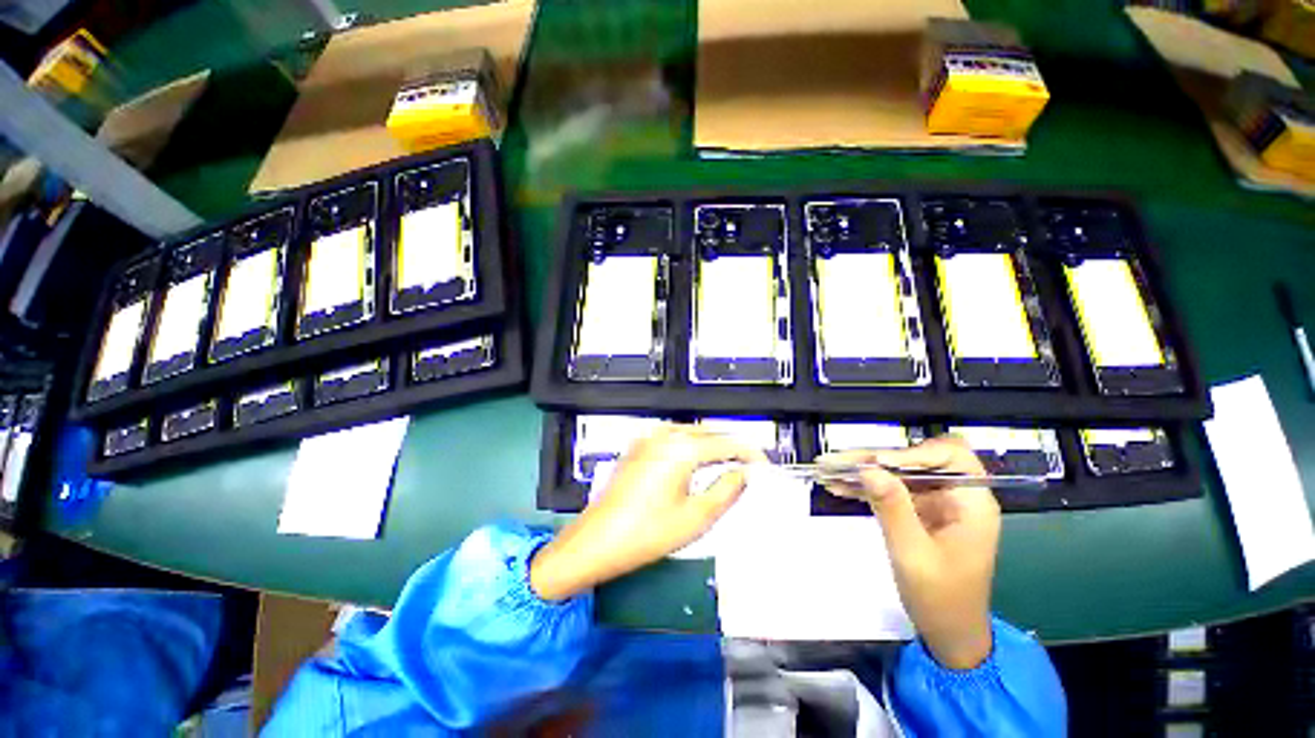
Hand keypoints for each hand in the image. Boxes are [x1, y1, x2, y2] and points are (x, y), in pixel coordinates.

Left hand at [530, 423, 766, 601]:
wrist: (596, 541)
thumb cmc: (645, 533)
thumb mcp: (696, 517)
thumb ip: (727, 490)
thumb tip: (744, 474)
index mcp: (681, 448)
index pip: (727, 443)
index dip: (749, 453)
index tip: (764, 464)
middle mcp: (664, 435)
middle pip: (709, 433)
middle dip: (731, 446)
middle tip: (750, 465)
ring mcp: (648, 438)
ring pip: (691, 433)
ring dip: (711, 444)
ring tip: (729, 464)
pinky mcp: (638, 447)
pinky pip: (673, 438)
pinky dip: (691, 446)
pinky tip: (696, 461)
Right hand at [820, 436, 999, 669]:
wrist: (948, 632)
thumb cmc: (941, 598)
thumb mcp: (913, 554)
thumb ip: (892, 508)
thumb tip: (868, 468)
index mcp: (971, 502)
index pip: (950, 456)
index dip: (913, 453)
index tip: (877, 462)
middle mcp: (955, 495)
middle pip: (915, 460)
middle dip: (875, 459)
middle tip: (838, 461)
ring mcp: (935, 503)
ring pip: (897, 472)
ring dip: (863, 470)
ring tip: (829, 470)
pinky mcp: (917, 511)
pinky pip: (890, 489)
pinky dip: (865, 487)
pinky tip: (838, 486)